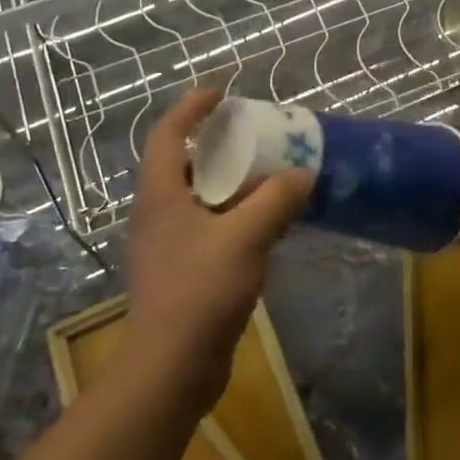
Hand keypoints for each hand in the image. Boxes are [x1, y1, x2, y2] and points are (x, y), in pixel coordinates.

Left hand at [123, 89, 313, 404]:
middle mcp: (157, 215)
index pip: (168, 134)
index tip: (221, 92)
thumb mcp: (245, 236)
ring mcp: (166, 247)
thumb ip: (276, 200)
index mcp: (160, 195)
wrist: (171, 368)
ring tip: (270, 180)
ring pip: (199, 200)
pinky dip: (235, 218)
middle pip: (185, 165)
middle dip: (219, 148)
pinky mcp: (181, 274)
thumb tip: (302, 174)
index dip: (191, 108)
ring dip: (231, 186)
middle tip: (257, 139)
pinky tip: (266, 228)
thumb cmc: (200, 291)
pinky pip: (209, 230)